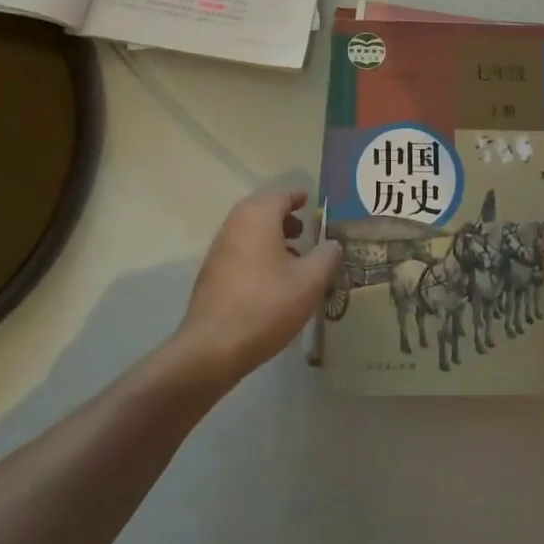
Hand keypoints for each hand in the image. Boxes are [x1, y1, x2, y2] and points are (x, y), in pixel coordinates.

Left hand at [171, 187, 339, 385]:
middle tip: (305, 231)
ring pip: (250, 233)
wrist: (213, 348)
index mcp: (257, 217)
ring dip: (271, 238)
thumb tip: (333, 244)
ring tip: (293, 259)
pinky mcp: (211, 274)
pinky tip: (272, 282)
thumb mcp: (310, 281)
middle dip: (284, 218)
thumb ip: (327, 256)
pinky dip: (257, 255)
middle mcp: (234, 225)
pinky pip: (240, 252)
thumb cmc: (266, 305)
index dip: (298, 197)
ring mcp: (218, 250)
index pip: (281, 195)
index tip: (310, 202)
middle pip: (262, 211)